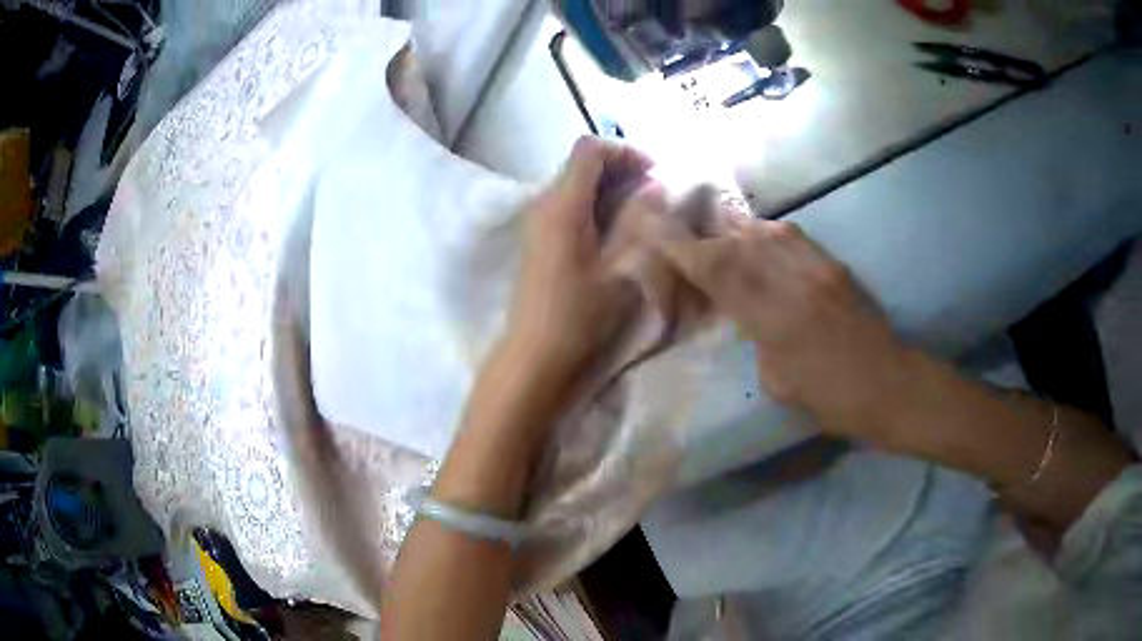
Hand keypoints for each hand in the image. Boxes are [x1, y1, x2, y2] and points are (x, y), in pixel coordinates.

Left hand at [503, 136, 656, 381]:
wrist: (535, 355)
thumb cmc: (580, 315)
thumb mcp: (621, 269)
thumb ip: (639, 221)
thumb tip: (653, 187)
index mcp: (563, 205)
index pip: (588, 149)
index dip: (624, 152)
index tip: (653, 175)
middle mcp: (543, 204)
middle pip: (581, 165)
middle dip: (621, 171)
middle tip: (655, 196)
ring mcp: (537, 222)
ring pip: (575, 186)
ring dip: (610, 190)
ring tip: (642, 215)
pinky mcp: (538, 241)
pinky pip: (568, 207)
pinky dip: (595, 207)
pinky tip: (616, 234)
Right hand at [637, 213, 910, 439]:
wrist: (889, 384)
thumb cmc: (832, 399)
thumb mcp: (778, 381)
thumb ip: (756, 336)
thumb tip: (744, 310)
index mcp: (775, 319)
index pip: (718, 271)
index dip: (679, 245)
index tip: (651, 224)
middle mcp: (794, 282)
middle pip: (738, 242)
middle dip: (705, 236)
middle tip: (684, 234)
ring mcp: (817, 267)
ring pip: (766, 231)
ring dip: (738, 232)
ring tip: (724, 239)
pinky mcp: (835, 263)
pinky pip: (793, 236)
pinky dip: (769, 235)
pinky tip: (764, 244)